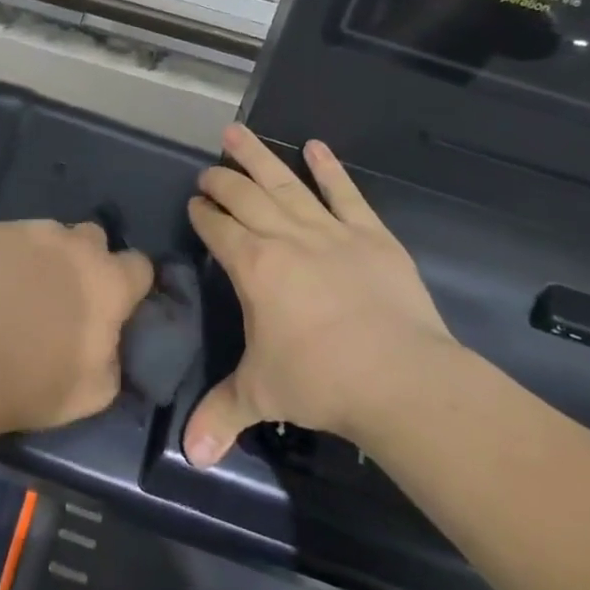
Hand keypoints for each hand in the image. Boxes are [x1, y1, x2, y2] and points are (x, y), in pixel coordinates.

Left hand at [0, 220, 153, 432]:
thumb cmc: (36, 383)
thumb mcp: (97, 391)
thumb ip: (115, 356)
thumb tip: (109, 341)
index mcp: (111, 282)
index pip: (140, 265)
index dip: (129, 285)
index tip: (115, 305)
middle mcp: (79, 246)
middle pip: (95, 239)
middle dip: (88, 259)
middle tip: (68, 293)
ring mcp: (36, 232)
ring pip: (53, 234)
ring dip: (48, 256)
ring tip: (24, 287)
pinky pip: (14, 238)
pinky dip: (10, 255)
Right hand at [183, 124, 456, 466]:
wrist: (399, 377)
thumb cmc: (320, 381)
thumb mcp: (261, 395)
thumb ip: (221, 416)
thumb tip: (190, 458)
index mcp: (253, 266)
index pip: (218, 228)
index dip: (203, 213)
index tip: (194, 202)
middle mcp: (284, 237)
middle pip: (244, 196)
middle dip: (222, 179)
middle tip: (209, 169)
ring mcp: (329, 230)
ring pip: (285, 183)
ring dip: (259, 157)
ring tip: (237, 131)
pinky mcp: (370, 234)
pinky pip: (345, 193)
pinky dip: (330, 169)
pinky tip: (316, 146)